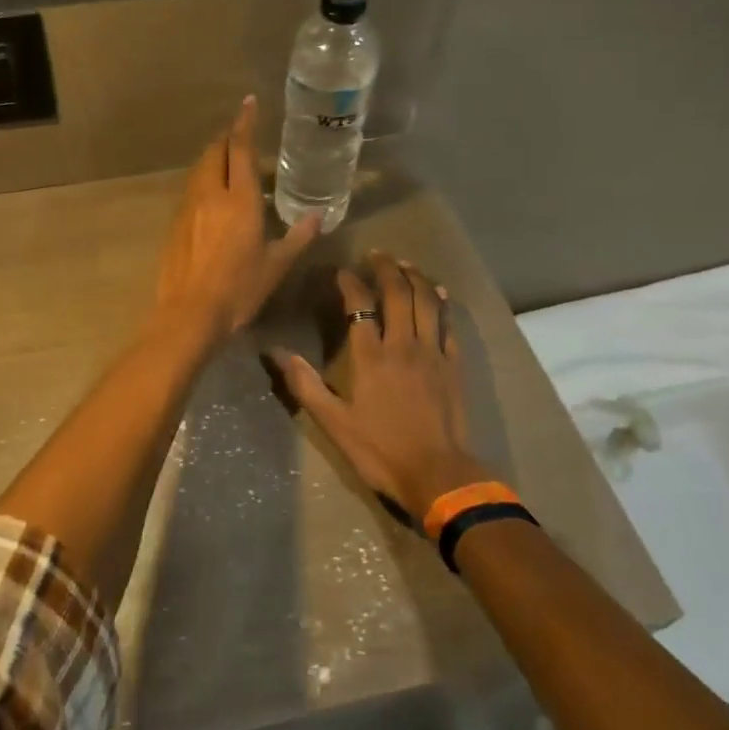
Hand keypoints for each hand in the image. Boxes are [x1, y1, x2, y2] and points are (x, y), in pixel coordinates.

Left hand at [154, 96, 321, 336]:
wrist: (189, 314)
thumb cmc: (239, 289)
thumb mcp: (276, 265)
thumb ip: (297, 237)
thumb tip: (318, 217)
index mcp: (240, 199)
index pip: (240, 148)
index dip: (245, 123)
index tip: (248, 103)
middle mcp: (211, 194)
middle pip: (215, 151)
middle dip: (227, 137)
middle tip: (241, 135)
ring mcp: (188, 207)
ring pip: (200, 168)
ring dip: (214, 157)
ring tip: (228, 161)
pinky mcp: (175, 223)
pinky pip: (191, 189)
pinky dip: (204, 179)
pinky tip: (212, 196)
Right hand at [267, 251, 494, 517]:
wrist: (438, 475)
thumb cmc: (381, 450)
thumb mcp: (334, 423)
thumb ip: (305, 384)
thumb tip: (274, 352)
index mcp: (371, 356)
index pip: (360, 305)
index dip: (349, 283)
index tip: (341, 272)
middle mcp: (402, 344)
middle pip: (397, 293)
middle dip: (386, 268)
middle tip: (377, 253)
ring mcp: (432, 353)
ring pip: (426, 302)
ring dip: (415, 277)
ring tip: (405, 263)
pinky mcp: (453, 365)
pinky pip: (448, 325)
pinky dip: (443, 304)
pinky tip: (439, 292)